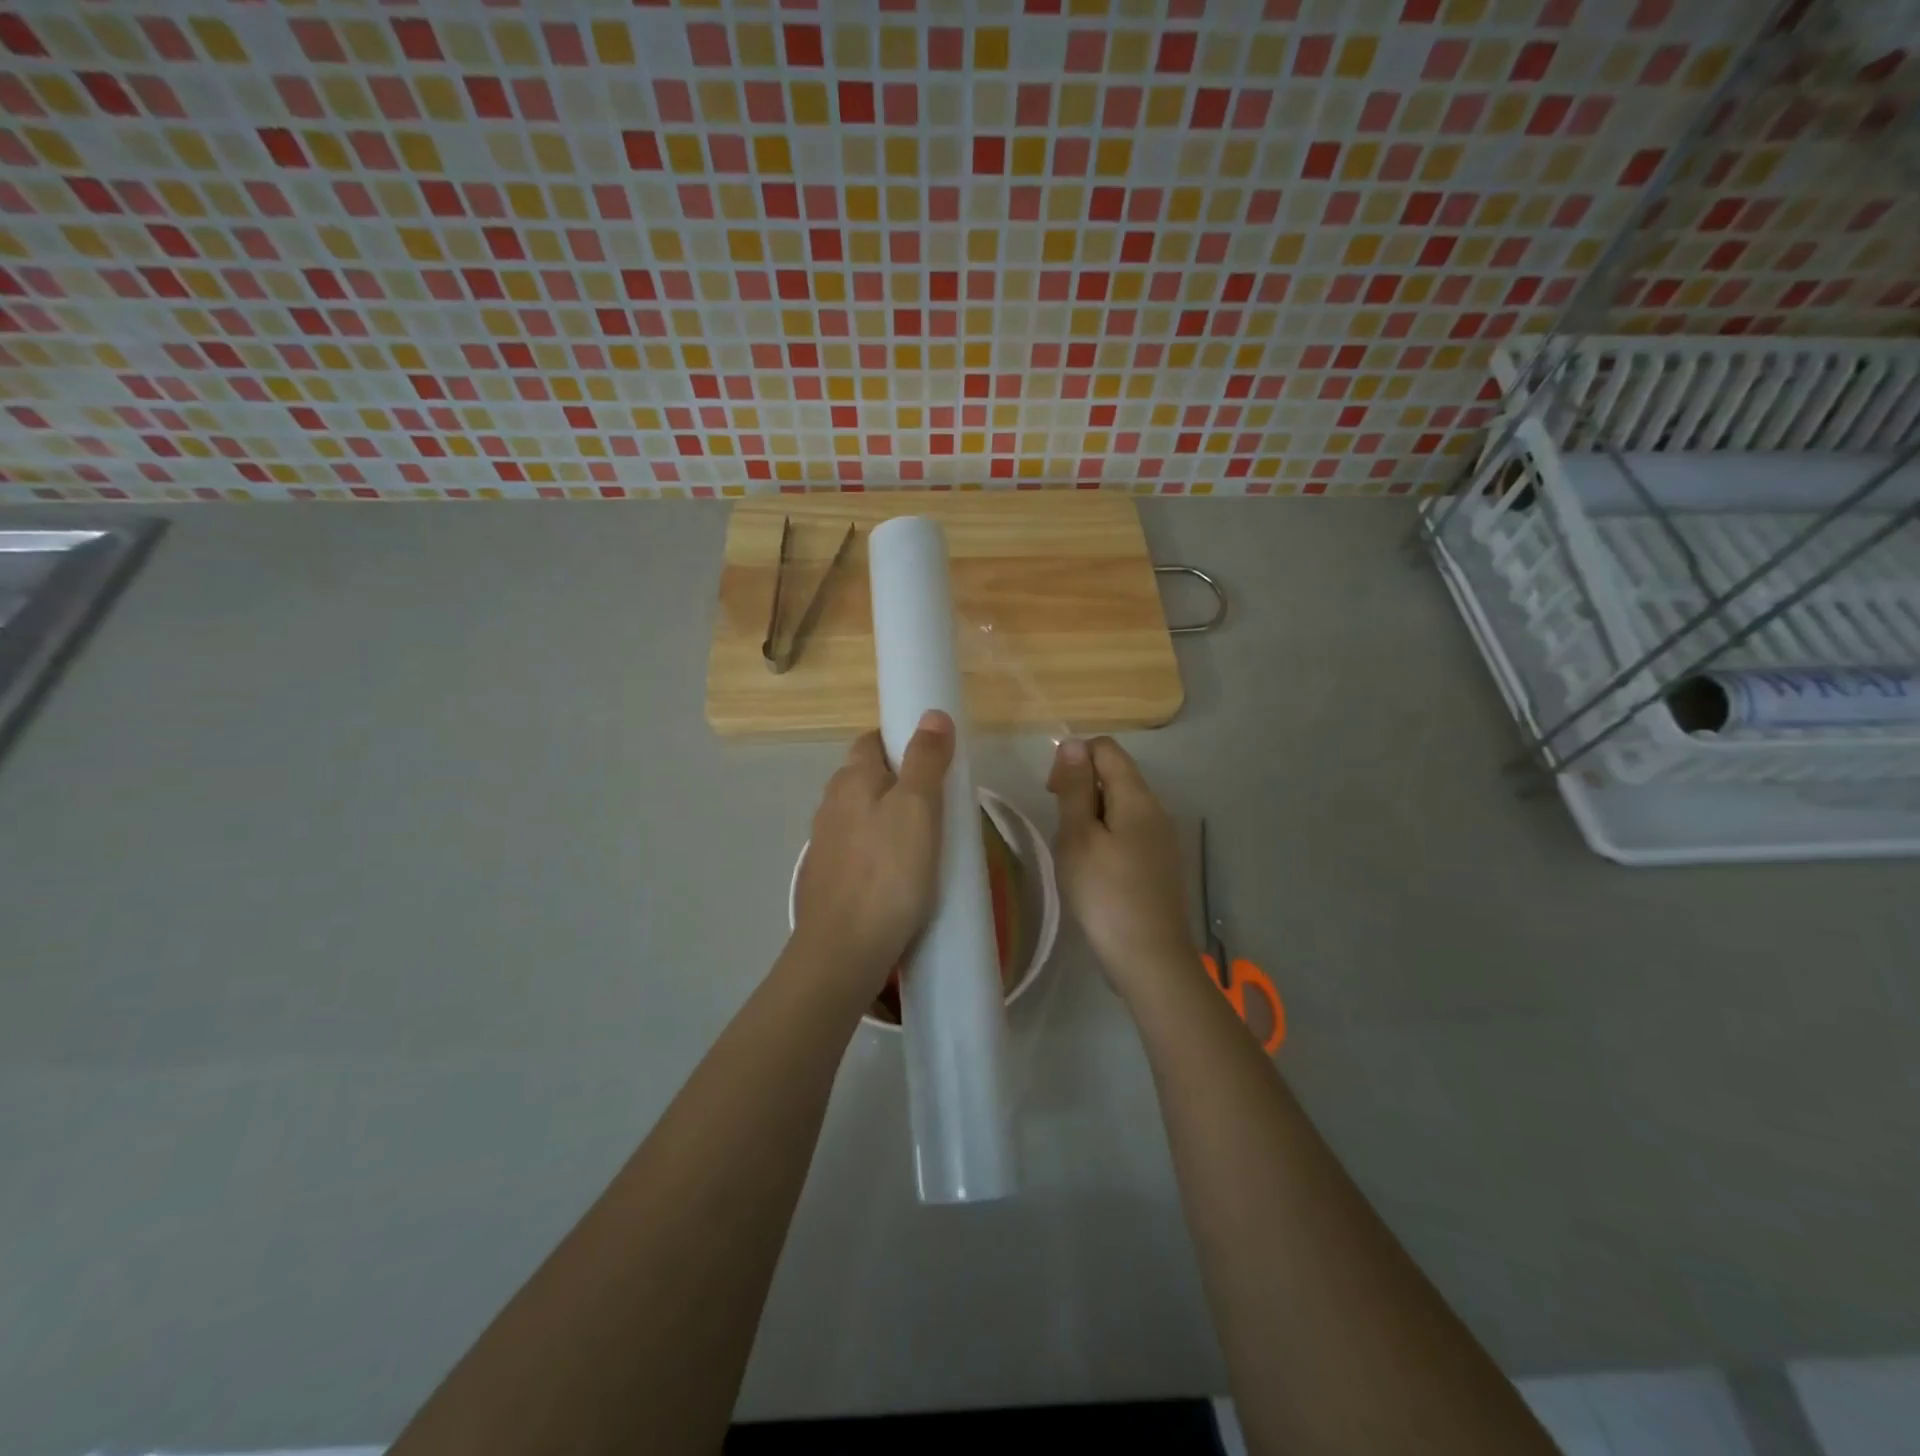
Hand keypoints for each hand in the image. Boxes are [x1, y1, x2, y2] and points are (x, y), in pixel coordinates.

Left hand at [793, 710, 954, 989]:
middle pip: (866, 778)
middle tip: (938, 803)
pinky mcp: (827, 878)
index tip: (932, 760)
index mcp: (850, 780)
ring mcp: (824, 844)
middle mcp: (830, 805)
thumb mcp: (918, 808)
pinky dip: (878, 851)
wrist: (844, 950)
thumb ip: (926, 759)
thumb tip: (933, 714)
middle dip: (898, 782)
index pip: (871, 741)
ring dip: (888, 819)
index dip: (901, 741)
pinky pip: (858, 850)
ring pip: (861, 816)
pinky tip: (898, 875)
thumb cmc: (888, 872)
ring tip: (924, 841)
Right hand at [1048, 736, 1194, 1001]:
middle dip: (1081, 788)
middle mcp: (1156, 809)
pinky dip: (1106, 837)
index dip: (1074, 759)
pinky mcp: (1161, 864)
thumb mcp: (1078, 837)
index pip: (1106, 749)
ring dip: (1091, 816)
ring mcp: (1163, 838)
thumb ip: (1075, 788)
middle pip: (1115, 775)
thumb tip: (1074, 743)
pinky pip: (1129, 832)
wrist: (1149, 958)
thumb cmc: (1105, 893)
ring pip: (1121, 806)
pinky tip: (1094, 870)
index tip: (1053, 793)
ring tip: (1073, 852)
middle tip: (1060, 828)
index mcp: (1137, 797)